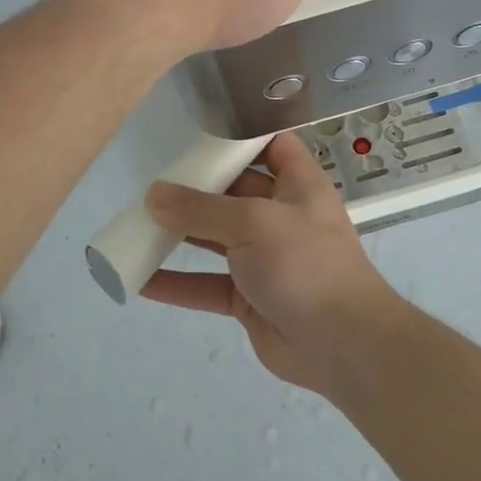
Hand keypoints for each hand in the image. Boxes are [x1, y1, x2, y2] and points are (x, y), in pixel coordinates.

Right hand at [141, 134, 407, 395]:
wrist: (342, 344)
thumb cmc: (306, 264)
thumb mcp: (254, 223)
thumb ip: (202, 209)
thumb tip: (154, 195)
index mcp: (297, 184)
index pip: (272, 145)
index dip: (241, 137)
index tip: (199, 135)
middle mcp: (281, 216)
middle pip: (234, 192)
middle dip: (197, 188)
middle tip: (153, 184)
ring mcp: (265, 258)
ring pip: (216, 239)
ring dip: (181, 234)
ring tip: (137, 226)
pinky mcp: (249, 297)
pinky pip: (208, 284)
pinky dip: (178, 282)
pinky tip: (142, 279)